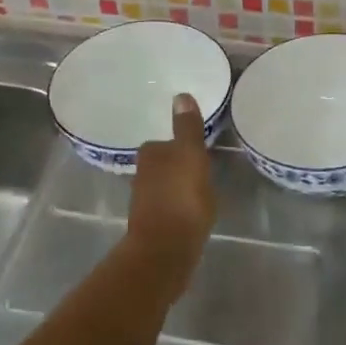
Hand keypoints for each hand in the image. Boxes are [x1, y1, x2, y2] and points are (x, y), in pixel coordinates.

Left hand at [126, 94, 217, 287]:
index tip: (200, 155)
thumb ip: (187, 128)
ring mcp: (144, 201)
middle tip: (203, 174)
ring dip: (179, 188)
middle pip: (165, 164)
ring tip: (201, 195)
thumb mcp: (191, 156)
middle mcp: (141, 174)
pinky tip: (192, 215)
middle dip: (180, 168)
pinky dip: (179, 208)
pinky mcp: (152, 225)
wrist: (165, 249)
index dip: (184, 147)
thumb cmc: (181, 198)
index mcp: (150, 154)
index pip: (168, 143)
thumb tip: (180, 95)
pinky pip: (169, 207)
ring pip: (165, 186)